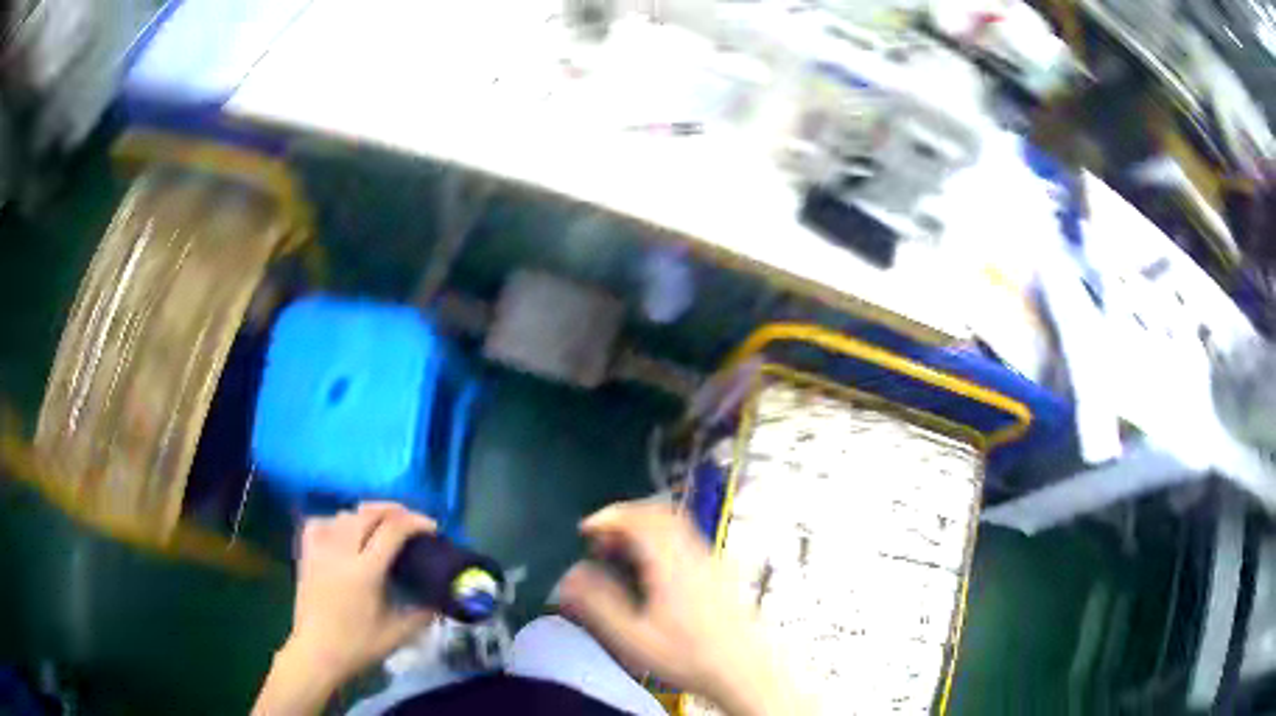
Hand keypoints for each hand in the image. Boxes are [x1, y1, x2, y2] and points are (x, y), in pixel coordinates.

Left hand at [254, 503, 436, 714]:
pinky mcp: (306, 554)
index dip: (415, 522)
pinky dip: (336, 521)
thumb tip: (440, 598)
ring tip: (381, 527)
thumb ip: (422, 614)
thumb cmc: (357, 645)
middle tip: (411, 522)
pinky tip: (344, 531)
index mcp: (365, 571)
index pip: (392, 530)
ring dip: (367, 515)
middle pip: (368, 513)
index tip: (432, 528)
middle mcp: (341, 552)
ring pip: (345, 515)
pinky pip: (320, 522)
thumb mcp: (398, 634)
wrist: (317, 653)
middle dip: (394, 510)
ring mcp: (320, 550)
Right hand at [559, 501, 797, 715]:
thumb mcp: (633, 637)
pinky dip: (662, 541)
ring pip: (676, 525)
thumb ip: (598, 603)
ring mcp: (712, 560)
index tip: (586, 530)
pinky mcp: (722, 572)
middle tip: (601, 541)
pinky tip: (652, 573)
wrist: (742, 670)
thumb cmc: (688, 656)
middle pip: (659, 513)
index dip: (608, 516)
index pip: (639, 518)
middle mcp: (695, 552)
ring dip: (644, 530)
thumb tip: (571, 575)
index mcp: (672, 563)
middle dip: (625, 518)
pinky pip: (687, 539)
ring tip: (621, 556)